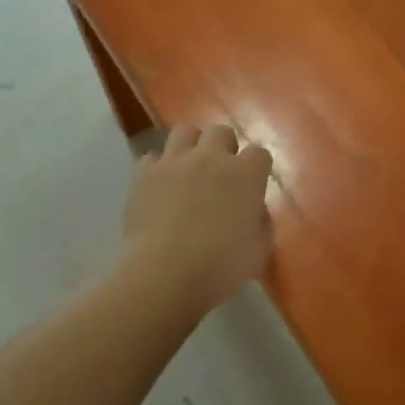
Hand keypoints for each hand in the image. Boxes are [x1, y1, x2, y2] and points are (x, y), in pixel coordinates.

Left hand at [121, 124, 273, 312]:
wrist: (165, 273)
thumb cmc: (220, 267)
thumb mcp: (259, 251)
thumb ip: (260, 222)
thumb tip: (253, 209)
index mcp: (245, 174)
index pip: (260, 153)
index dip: (257, 167)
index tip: (254, 184)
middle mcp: (211, 157)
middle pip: (221, 132)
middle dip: (223, 148)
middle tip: (220, 173)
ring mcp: (174, 161)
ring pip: (185, 132)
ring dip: (190, 146)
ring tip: (188, 168)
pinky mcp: (144, 173)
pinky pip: (152, 157)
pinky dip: (158, 168)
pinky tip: (159, 186)